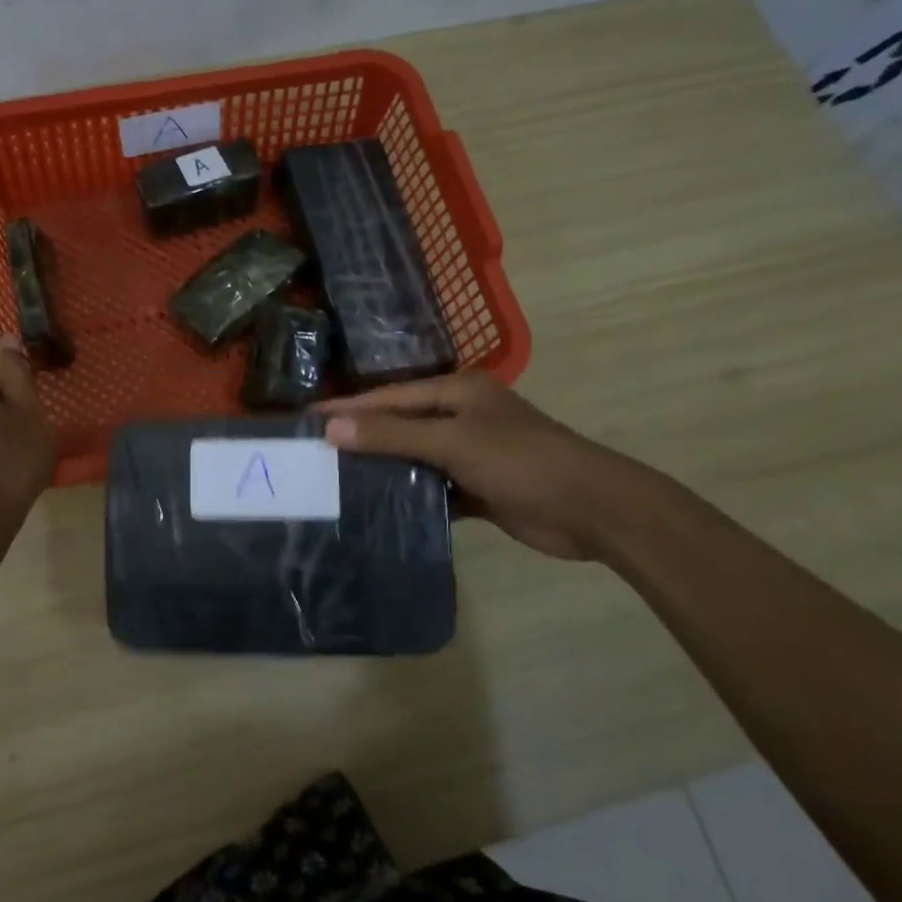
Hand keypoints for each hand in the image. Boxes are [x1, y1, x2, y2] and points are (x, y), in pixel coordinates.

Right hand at [323, 373, 624, 559]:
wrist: (592, 509)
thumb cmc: (521, 461)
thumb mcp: (453, 442)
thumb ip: (392, 435)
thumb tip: (332, 428)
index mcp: (457, 392)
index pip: (390, 396)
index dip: (350, 408)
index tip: (309, 419)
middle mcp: (461, 417)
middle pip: (400, 425)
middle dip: (362, 438)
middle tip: (316, 454)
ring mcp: (470, 453)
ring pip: (415, 458)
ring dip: (384, 469)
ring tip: (335, 484)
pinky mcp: (478, 488)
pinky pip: (432, 488)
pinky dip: (410, 496)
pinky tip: (378, 509)